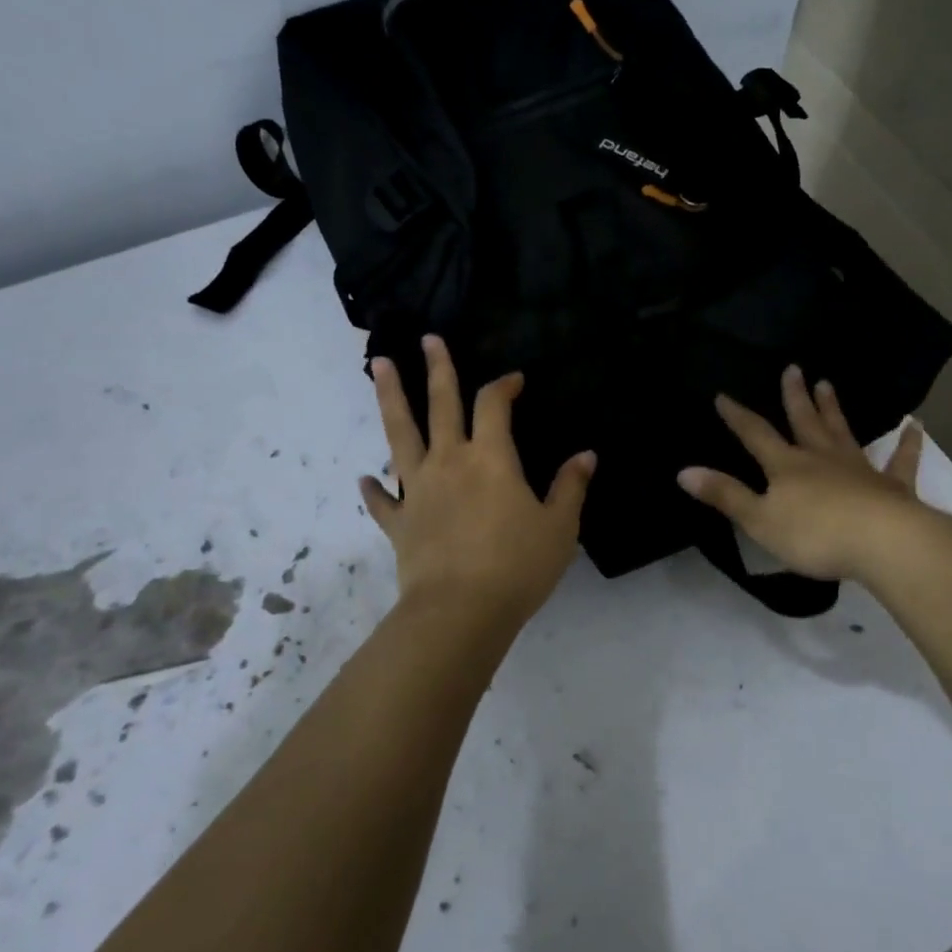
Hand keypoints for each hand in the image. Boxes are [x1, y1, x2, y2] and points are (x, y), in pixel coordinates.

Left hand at [361, 335, 595, 633]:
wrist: (460, 612)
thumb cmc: (517, 565)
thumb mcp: (559, 527)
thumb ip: (570, 487)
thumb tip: (586, 455)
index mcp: (491, 458)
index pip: (494, 404)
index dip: (504, 385)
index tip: (514, 380)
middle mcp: (450, 461)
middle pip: (440, 403)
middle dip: (437, 368)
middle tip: (427, 339)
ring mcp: (419, 489)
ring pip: (400, 434)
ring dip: (390, 397)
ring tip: (378, 366)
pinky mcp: (399, 522)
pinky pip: (383, 501)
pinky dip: (374, 490)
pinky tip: (364, 479)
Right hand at [678, 365, 925, 581]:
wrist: (883, 544)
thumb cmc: (815, 535)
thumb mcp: (759, 520)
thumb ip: (725, 495)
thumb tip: (683, 471)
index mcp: (787, 466)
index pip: (756, 435)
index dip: (738, 416)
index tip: (724, 395)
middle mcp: (821, 458)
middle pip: (804, 421)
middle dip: (794, 396)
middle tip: (793, 368)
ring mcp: (858, 469)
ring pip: (842, 432)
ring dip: (833, 409)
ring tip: (827, 383)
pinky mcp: (892, 486)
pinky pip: (900, 460)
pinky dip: (908, 443)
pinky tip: (916, 426)